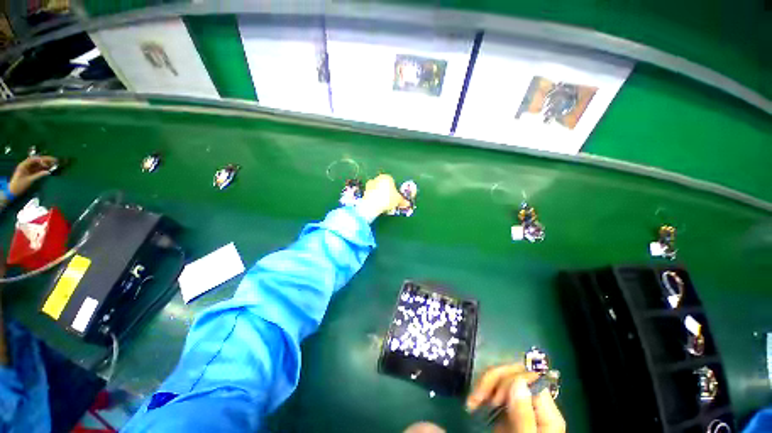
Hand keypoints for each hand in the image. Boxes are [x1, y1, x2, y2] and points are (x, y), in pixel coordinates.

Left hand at [8, 156, 56, 197]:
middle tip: (55, 160)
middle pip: (37, 160)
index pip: (34, 159)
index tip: (49, 162)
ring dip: (46, 164)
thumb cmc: (19, 186)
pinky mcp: (31, 172)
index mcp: (24, 165)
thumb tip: (48, 172)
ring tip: (54, 164)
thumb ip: (38, 175)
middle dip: (46, 160)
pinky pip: (38, 168)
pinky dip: (44, 168)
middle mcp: (26, 165)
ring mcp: (29, 169)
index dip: (42, 160)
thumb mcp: (29, 181)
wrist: (13, 191)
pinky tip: (49, 169)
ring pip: (39, 164)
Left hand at [357, 174, 410, 220]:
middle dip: (386, 192)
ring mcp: (370, 184)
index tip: (395, 197)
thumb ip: (403, 201)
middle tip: (390, 201)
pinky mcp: (364, 191)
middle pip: (384, 185)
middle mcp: (377, 178)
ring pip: (377, 189)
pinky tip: (377, 205)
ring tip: (383, 204)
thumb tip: (408, 203)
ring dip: (380, 195)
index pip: (392, 182)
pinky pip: (372, 194)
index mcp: (387, 177)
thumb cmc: (387, 199)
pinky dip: (374, 198)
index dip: (395, 190)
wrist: (372, 204)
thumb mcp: (398, 200)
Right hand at [467, 363, 565, 432]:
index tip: (493, 400)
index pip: (529, 377)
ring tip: (473, 401)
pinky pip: (495, 388)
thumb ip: (524, 416)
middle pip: (514, 372)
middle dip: (492, 379)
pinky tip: (474, 402)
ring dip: (484, 383)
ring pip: (502, 376)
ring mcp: (521, 404)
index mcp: (546, 411)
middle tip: (477, 398)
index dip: (508, 380)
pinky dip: (482, 391)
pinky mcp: (508, 408)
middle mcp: (534, 402)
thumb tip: (517, 381)